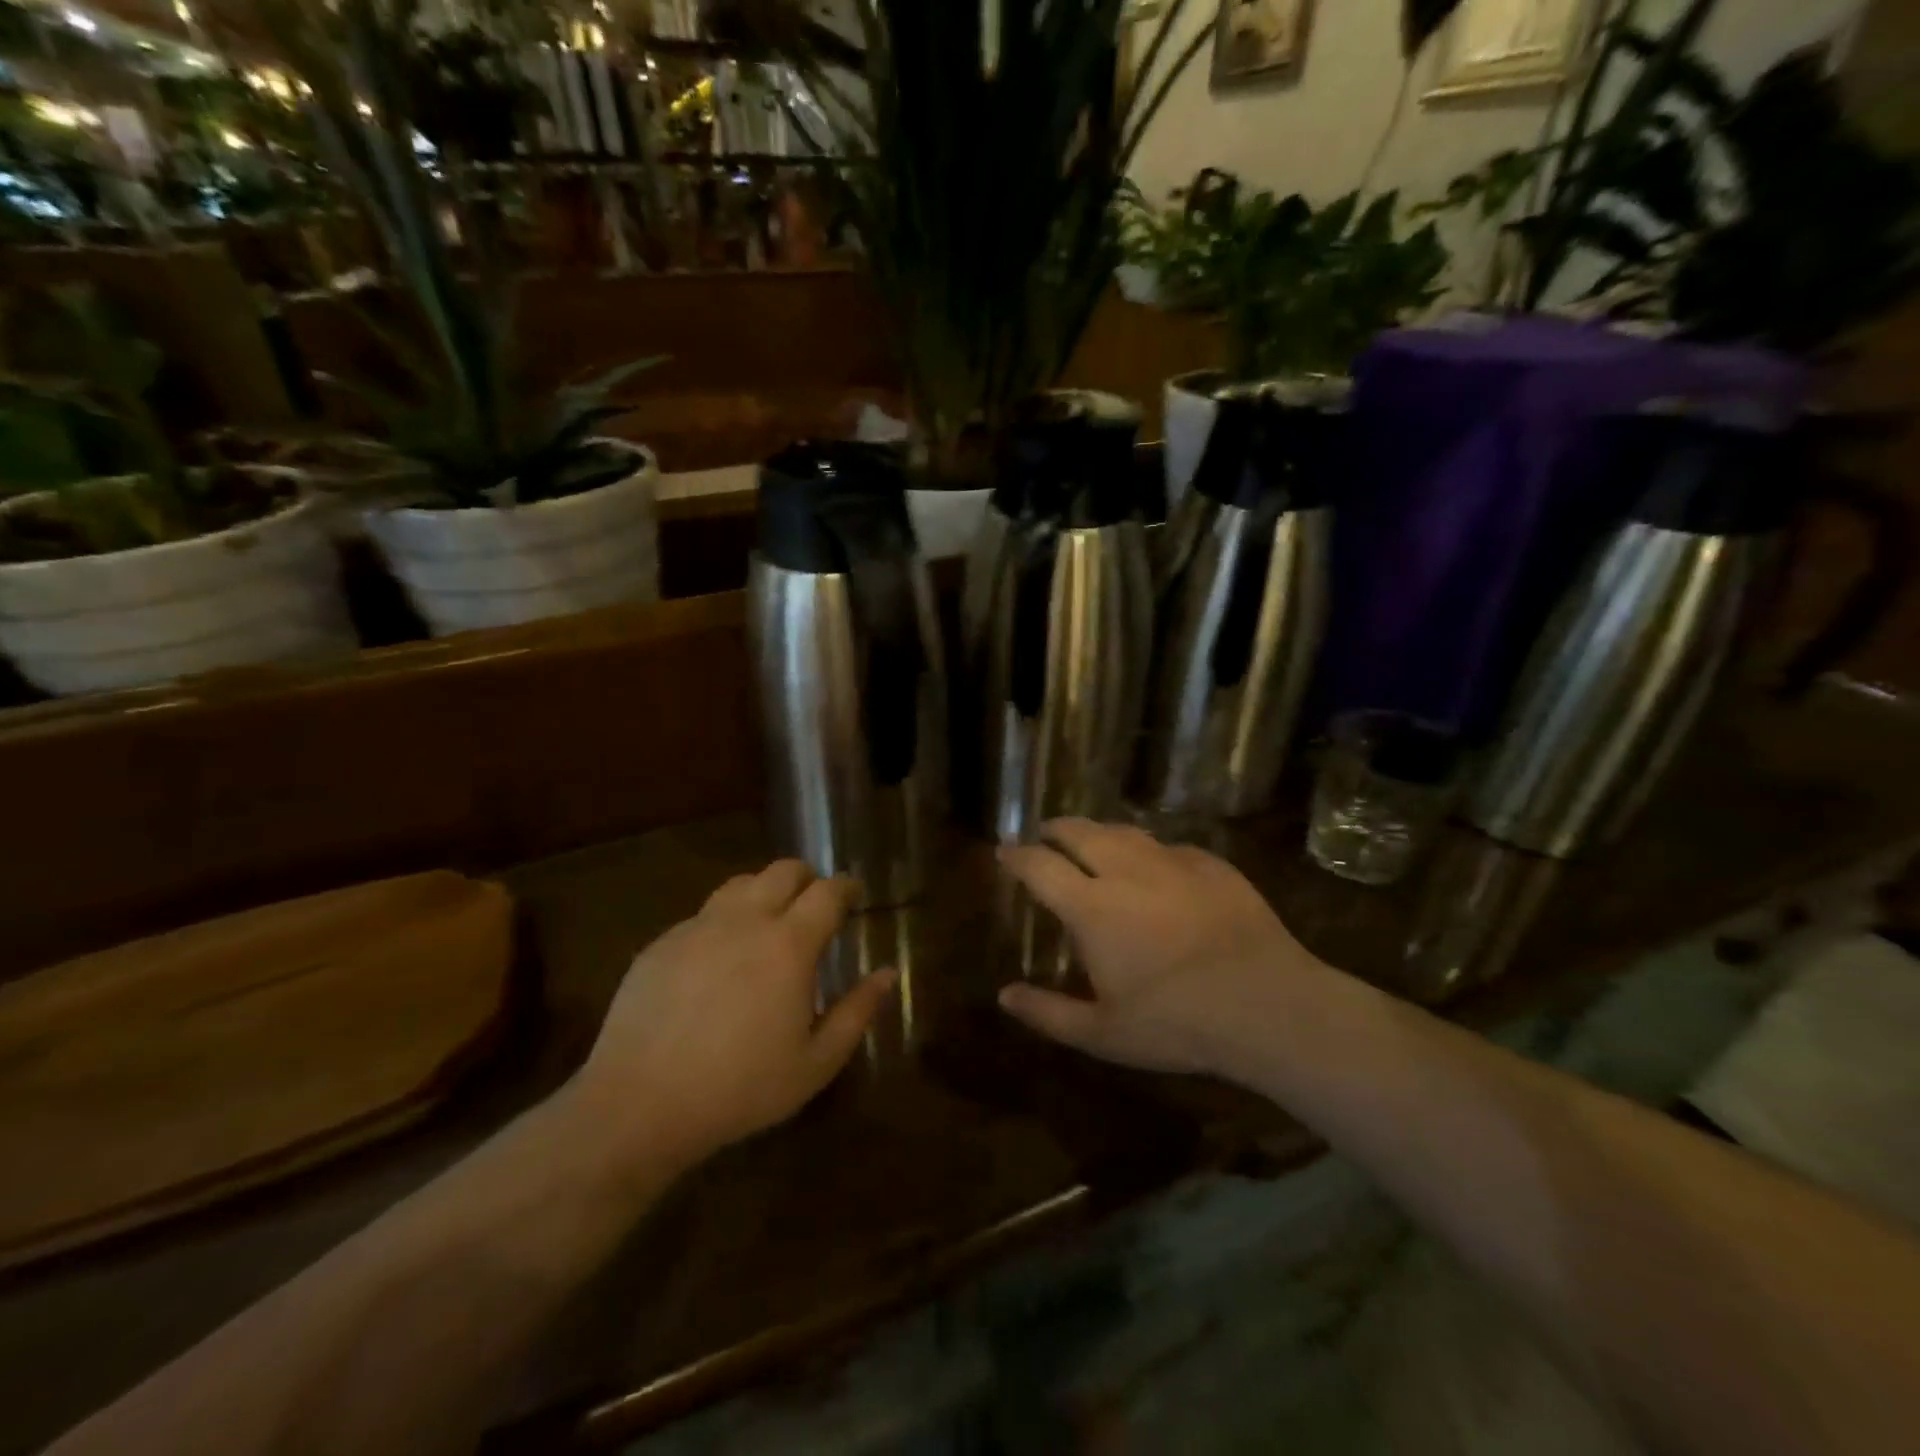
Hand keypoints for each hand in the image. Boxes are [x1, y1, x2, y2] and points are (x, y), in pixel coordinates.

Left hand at [567, 860, 897, 1170]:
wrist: (639, 1105)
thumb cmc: (740, 1088)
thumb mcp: (816, 1063)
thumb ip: (857, 1012)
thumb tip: (888, 973)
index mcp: (789, 944)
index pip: (827, 891)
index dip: (846, 887)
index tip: (854, 895)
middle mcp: (745, 921)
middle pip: (783, 870)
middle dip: (807, 879)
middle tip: (815, 905)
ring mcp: (698, 927)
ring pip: (740, 884)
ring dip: (764, 892)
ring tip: (769, 924)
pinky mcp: (662, 942)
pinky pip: (703, 914)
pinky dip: (725, 921)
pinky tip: (720, 960)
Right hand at [997, 819, 1328, 1077]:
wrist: (1268, 1005)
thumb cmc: (1177, 1023)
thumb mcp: (1103, 1034)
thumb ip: (1047, 1013)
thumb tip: (1004, 995)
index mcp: (1092, 907)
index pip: (1040, 865)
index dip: (1017, 856)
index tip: (1004, 852)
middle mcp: (1126, 871)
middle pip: (1079, 831)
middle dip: (1054, 830)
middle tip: (1045, 837)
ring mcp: (1172, 862)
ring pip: (1123, 831)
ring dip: (1098, 832)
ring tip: (1091, 841)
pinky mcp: (1211, 864)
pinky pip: (1168, 846)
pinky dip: (1147, 850)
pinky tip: (1154, 865)